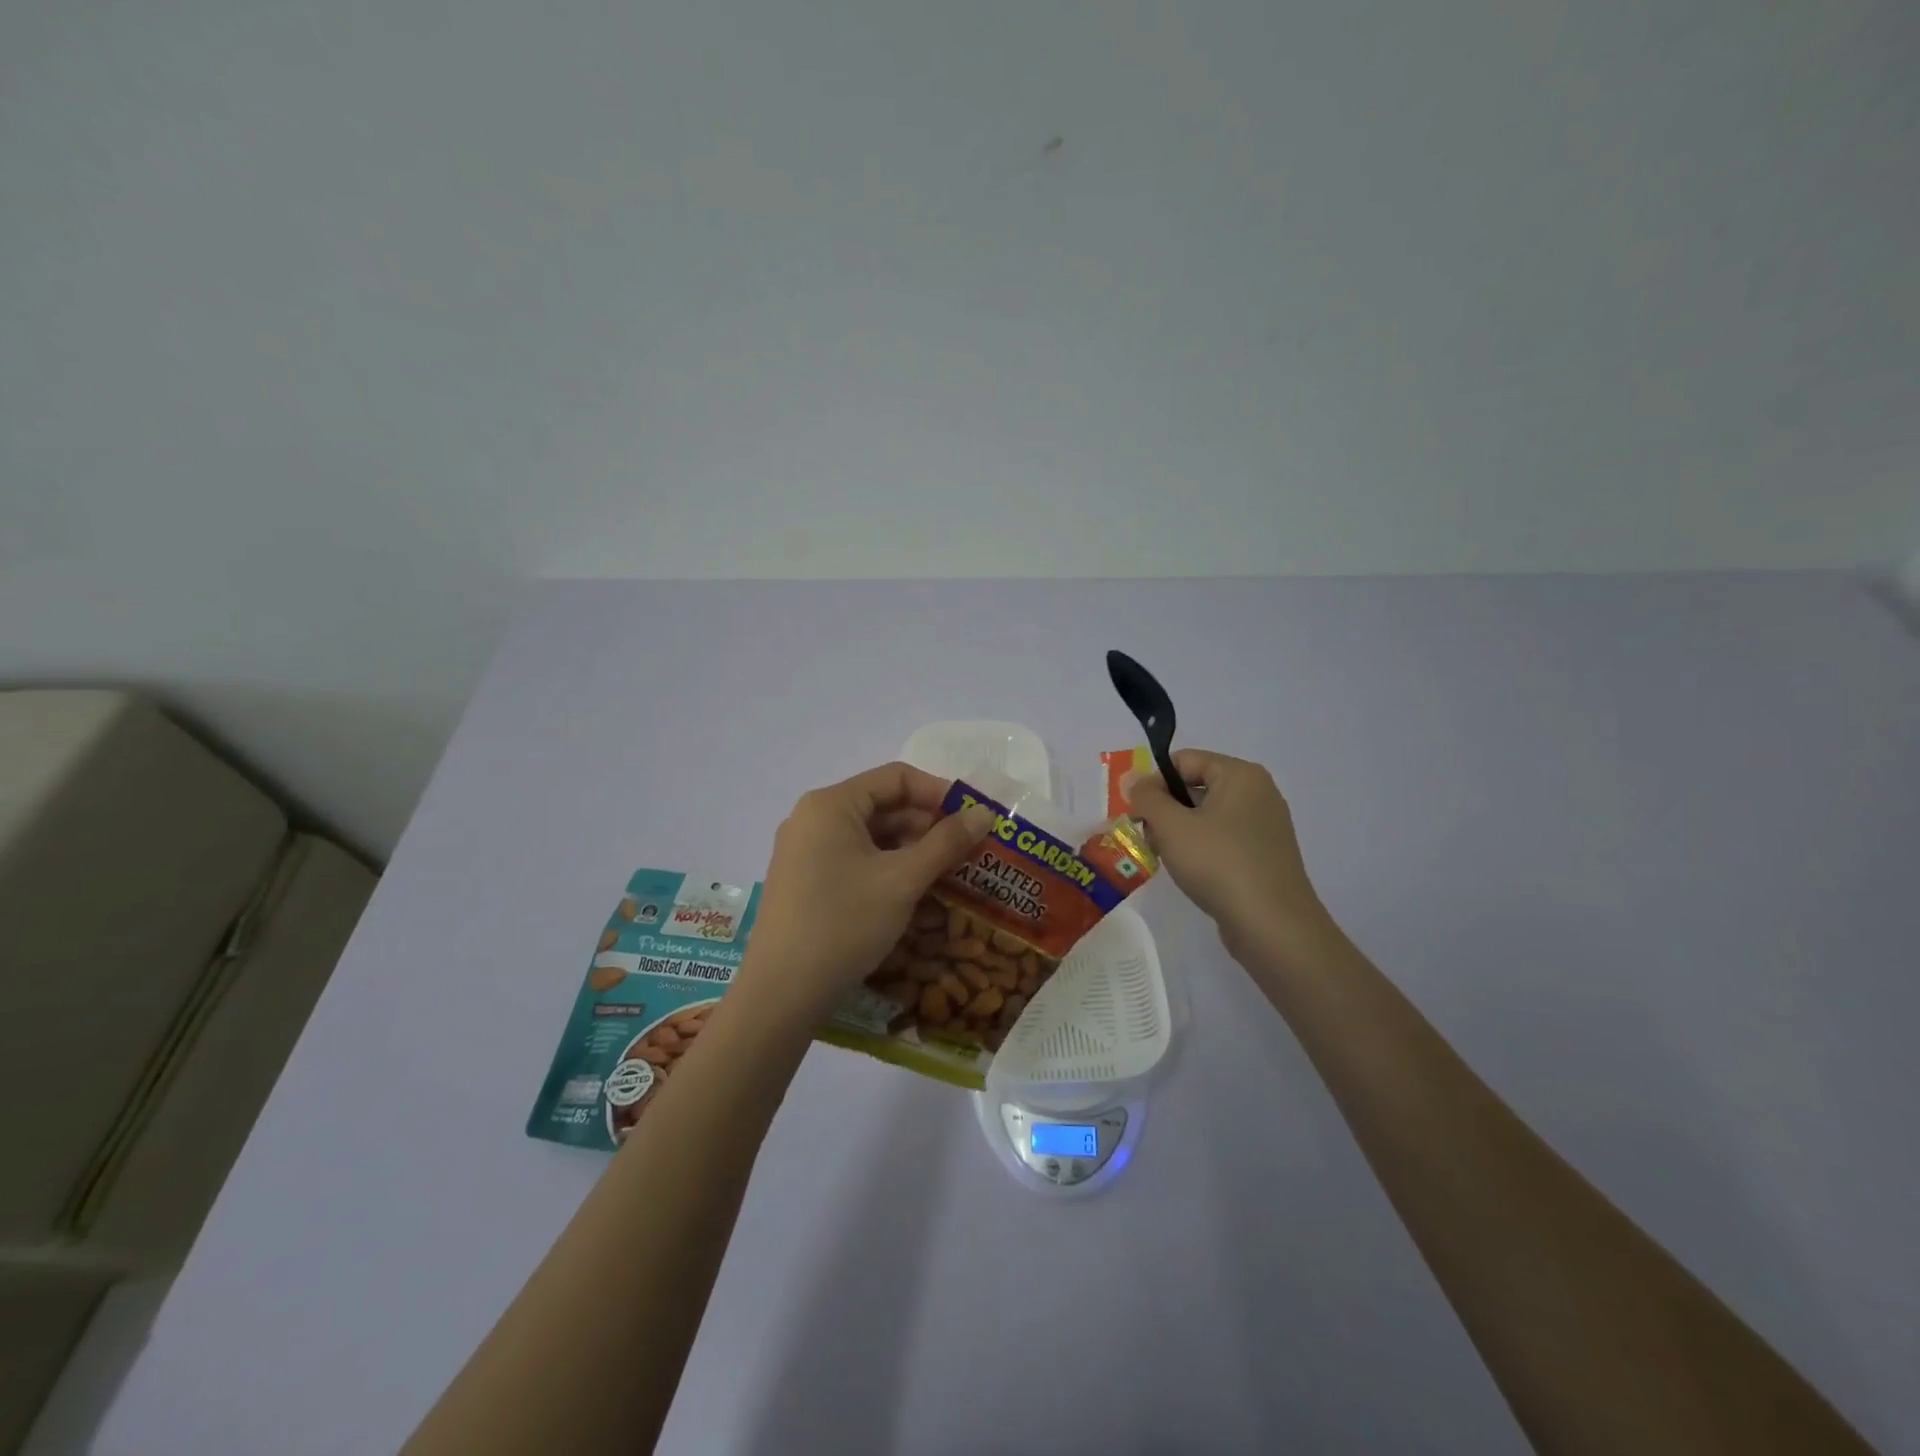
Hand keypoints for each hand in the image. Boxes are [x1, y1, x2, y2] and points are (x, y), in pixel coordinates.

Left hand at [735, 762, 993, 1019]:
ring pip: (869, 836)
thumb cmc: (844, 923)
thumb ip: (946, 842)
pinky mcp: (804, 881)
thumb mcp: (903, 880)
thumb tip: (984, 813)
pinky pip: (854, 859)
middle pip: (882, 805)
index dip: (939, 792)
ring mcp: (804, 851)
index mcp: (831, 804)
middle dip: (927, 824)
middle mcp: (812, 818)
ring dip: (910, 849)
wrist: (781, 993)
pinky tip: (912, 891)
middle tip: (967, 851)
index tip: (973, 819)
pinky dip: (886, 868)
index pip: (896, 778)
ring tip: (947, 873)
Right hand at [1125, 749, 1335, 965]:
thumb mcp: (1172, 826)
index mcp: (1240, 775)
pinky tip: (1188, 872)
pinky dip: (1200, 849)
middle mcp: (1257, 793)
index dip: (1153, 781)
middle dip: (1164, 809)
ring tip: (1164, 857)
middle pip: (1195, 786)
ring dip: (1178, 831)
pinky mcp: (1263, 855)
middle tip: (1146, 836)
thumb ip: (1147, 797)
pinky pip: (1222, 839)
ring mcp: (1264, 826)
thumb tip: (1133, 779)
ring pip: (1206, 815)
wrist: (1272, 926)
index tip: (1135, 812)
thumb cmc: (1219, 864)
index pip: (1184, 760)